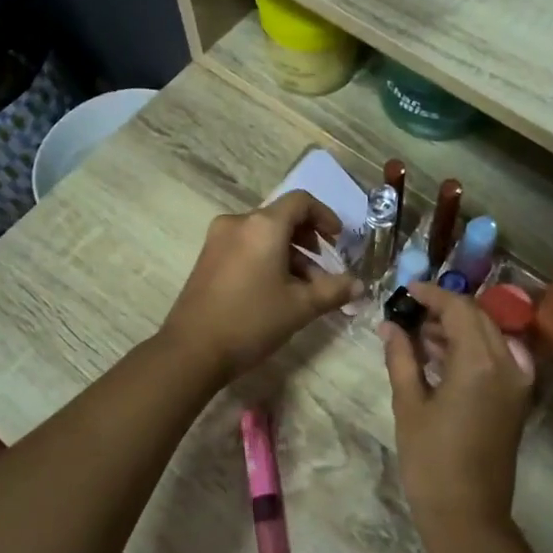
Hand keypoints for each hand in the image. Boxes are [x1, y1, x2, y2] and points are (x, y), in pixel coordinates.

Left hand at [159, 191, 359, 383]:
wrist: (192, 350)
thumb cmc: (252, 321)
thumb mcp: (301, 306)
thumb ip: (334, 290)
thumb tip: (360, 284)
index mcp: (263, 226)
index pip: (301, 202)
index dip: (325, 216)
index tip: (338, 240)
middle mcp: (238, 223)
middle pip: (281, 218)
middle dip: (308, 240)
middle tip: (324, 270)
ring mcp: (218, 240)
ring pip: (263, 235)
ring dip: (289, 254)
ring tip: (303, 289)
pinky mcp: (207, 258)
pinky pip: (245, 247)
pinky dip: (266, 259)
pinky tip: (275, 291)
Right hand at [381, 283, 533, 551]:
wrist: (468, 514)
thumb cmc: (430, 461)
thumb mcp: (409, 406)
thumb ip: (402, 358)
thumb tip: (390, 326)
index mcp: (480, 363)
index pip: (459, 309)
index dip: (432, 295)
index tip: (406, 291)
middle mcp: (507, 364)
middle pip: (478, 318)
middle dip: (445, 309)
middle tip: (410, 313)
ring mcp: (517, 383)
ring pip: (489, 336)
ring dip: (458, 329)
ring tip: (419, 335)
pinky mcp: (516, 399)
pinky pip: (497, 358)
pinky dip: (472, 349)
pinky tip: (441, 357)